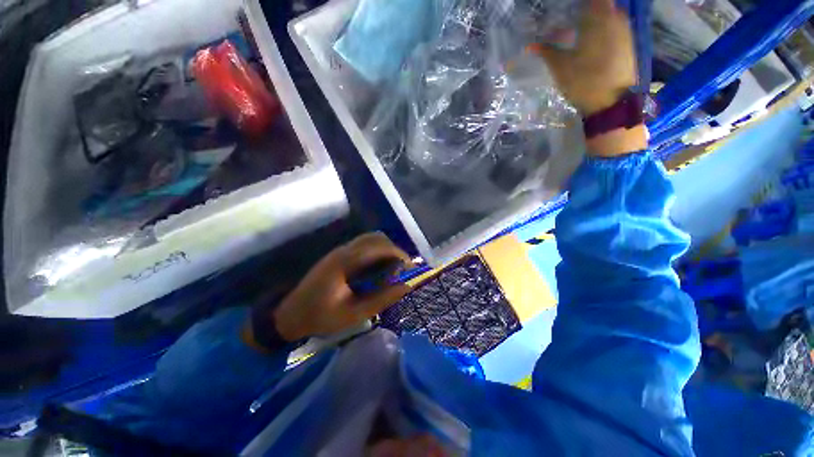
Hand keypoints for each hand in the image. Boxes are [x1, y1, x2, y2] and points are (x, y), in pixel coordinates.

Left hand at [272, 233, 411, 340]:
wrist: (290, 315)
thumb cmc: (321, 316)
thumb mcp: (355, 313)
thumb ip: (383, 299)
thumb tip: (406, 286)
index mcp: (346, 261)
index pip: (379, 246)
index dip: (398, 254)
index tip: (409, 268)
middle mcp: (344, 250)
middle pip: (376, 237)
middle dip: (394, 250)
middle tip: (401, 269)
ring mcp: (340, 251)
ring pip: (370, 239)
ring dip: (385, 250)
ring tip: (392, 269)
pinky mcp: (338, 255)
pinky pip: (363, 246)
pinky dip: (376, 252)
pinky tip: (378, 269)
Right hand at [531, 0, 636, 115]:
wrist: (611, 102)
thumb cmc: (584, 81)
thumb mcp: (560, 67)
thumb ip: (547, 51)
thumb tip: (530, 45)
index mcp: (599, 18)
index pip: (591, 0)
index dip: (578, 4)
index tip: (564, 9)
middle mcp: (616, 18)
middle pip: (601, 5)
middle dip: (586, 10)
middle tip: (569, 19)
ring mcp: (625, 31)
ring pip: (609, 15)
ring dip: (594, 19)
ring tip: (578, 29)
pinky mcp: (628, 43)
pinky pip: (614, 26)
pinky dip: (603, 28)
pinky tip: (591, 40)